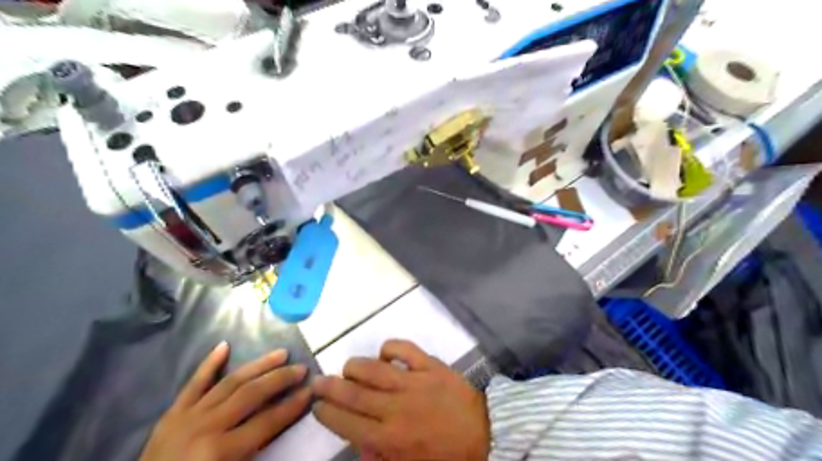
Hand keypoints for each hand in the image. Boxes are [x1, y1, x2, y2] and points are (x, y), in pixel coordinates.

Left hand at [138, 342, 311, 460]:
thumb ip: (254, 451)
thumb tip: (279, 423)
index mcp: (220, 451)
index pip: (267, 422)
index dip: (292, 406)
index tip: (311, 390)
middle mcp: (207, 426)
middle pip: (252, 394)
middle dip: (280, 379)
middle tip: (301, 368)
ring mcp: (188, 416)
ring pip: (230, 382)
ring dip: (258, 365)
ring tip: (280, 353)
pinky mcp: (173, 413)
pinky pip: (194, 384)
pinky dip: (208, 364)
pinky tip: (224, 345)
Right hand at [310, 338, 486, 460]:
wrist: (486, 434)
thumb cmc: (447, 455)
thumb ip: (382, 458)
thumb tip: (361, 444)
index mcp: (389, 438)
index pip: (347, 422)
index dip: (327, 412)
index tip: (317, 405)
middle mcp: (395, 407)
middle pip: (353, 393)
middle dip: (330, 387)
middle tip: (317, 381)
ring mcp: (413, 382)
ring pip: (372, 368)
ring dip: (354, 367)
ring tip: (348, 368)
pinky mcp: (430, 365)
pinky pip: (403, 349)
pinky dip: (389, 348)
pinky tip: (385, 354)